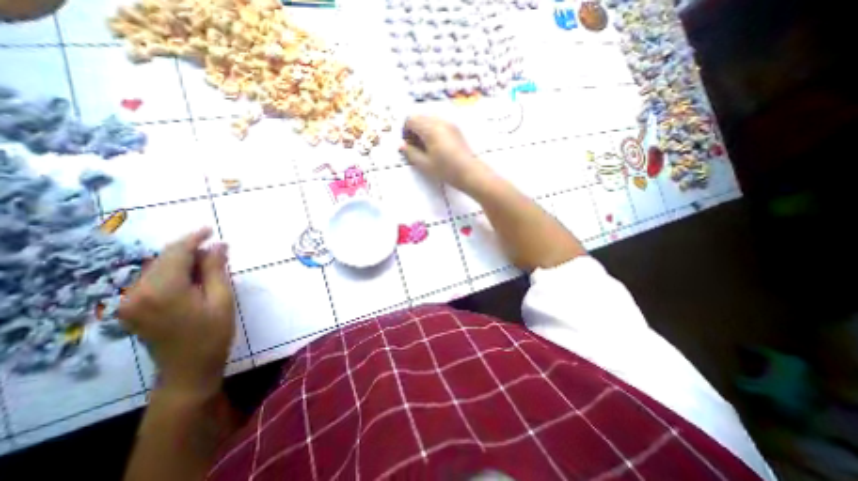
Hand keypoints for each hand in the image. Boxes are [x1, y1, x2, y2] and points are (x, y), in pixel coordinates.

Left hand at [118, 228, 233, 399]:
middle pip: (164, 259)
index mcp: (162, 289)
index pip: (175, 253)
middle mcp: (137, 292)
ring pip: (158, 269)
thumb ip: (215, 269)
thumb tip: (218, 245)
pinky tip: (192, 279)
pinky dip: (173, 274)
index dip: (193, 238)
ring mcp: (130, 302)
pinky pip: (152, 280)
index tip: (210, 229)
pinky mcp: (131, 308)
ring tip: (208, 267)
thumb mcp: (221, 298)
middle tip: (218, 253)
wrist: (188, 367)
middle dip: (190, 251)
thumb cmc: (213, 332)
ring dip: (183, 263)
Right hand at [399, 115, 484, 190]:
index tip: (408, 145)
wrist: (469, 172)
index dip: (405, 131)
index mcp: (430, 128)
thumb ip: (411, 153)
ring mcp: (449, 123)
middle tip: (416, 147)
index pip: (410, 119)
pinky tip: (436, 146)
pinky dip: (432, 130)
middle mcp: (439, 121)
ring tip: (426, 147)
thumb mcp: (424, 164)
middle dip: (414, 129)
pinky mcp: (455, 128)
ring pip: (429, 119)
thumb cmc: (446, 170)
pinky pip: (438, 123)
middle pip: (419, 117)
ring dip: (423, 129)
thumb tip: (401, 145)